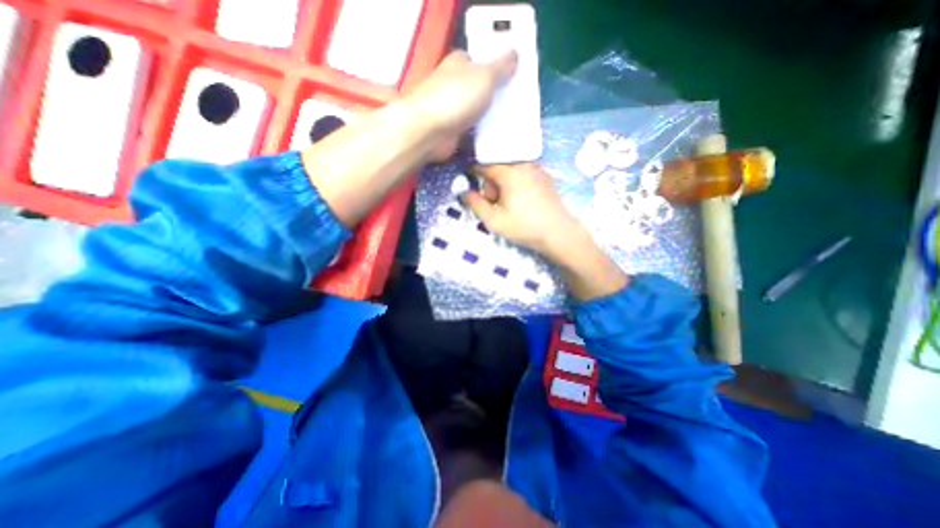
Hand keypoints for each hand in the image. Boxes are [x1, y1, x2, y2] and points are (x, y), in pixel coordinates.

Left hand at [408, 51, 517, 161]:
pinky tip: (496, 136)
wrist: (430, 131)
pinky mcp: (451, 131)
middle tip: (515, 102)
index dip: (495, 67)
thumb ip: (501, 67)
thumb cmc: (457, 97)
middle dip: (494, 95)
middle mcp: (453, 84)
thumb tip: (514, 54)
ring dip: (488, 117)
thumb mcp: (485, 76)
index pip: (478, 61)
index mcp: (459, 63)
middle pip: (478, 88)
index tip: (513, 77)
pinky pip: (471, 131)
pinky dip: (481, 133)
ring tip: (510, 121)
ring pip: (475, 111)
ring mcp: (451, 109)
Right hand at [462, 163, 625, 298]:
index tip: (469, 183)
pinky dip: (517, 185)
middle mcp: (523, 165)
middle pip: (499, 170)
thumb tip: (464, 192)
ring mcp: (537, 170)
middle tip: (495, 205)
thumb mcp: (493, 220)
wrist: (558, 233)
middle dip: (492, 186)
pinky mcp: (546, 178)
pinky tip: (523, 203)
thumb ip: (475, 204)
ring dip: (505, 186)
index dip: (474, 174)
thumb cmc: (523, 227)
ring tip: (509, 206)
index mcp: (509, 173)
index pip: (484, 167)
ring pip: (512, 173)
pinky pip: (524, 176)